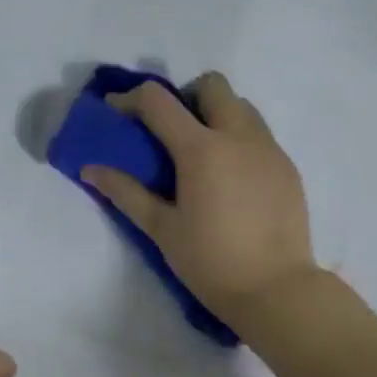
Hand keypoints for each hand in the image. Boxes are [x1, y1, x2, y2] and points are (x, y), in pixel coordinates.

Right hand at [81, 72, 320, 327]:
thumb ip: (125, 192)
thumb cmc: (210, 262)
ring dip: (215, 114)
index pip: (158, 100)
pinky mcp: (287, 167)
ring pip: (241, 106)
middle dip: (184, 96)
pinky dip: (237, 139)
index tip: (116, 111)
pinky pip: (259, 134)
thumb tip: (90, 169)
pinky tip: (229, 179)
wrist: (276, 291)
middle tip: (169, 130)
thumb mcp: (161, 228)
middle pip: (211, 85)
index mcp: (201, 150)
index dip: (130, 98)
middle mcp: (238, 137)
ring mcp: (269, 149)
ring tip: (201, 154)